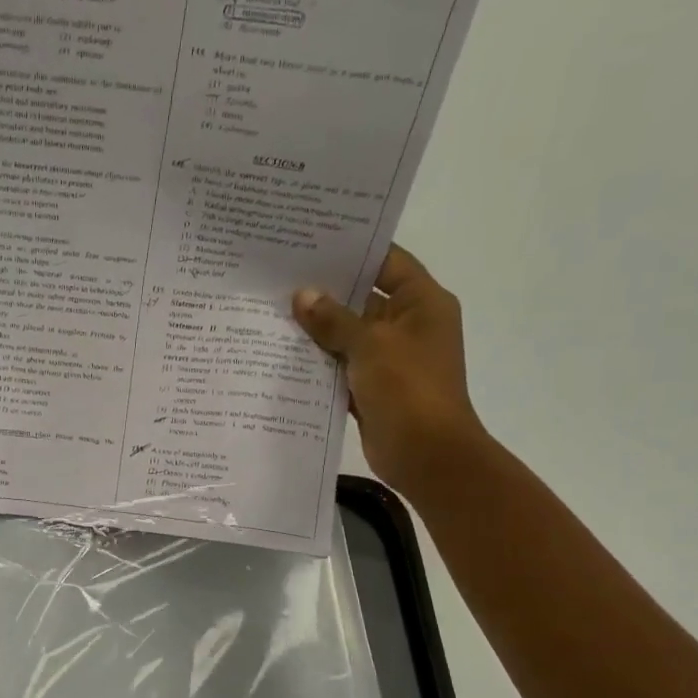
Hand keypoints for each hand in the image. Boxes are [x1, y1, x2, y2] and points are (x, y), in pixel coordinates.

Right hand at [293, 245, 487, 496]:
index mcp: (422, 303)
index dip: (354, 252)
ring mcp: (390, 359)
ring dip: (317, 330)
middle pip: (363, 299)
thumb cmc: (408, 388)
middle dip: (325, 292)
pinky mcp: (372, 388)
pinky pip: (341, 367)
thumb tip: (302, 295)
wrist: (426, 454)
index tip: (313, 243)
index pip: (387, 262)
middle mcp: (408, 326)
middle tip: (280, 278)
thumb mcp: (370, 345)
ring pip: (348, 336)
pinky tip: (282, 355)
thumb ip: (334, 320)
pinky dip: (318, 363)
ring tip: (272, 312)